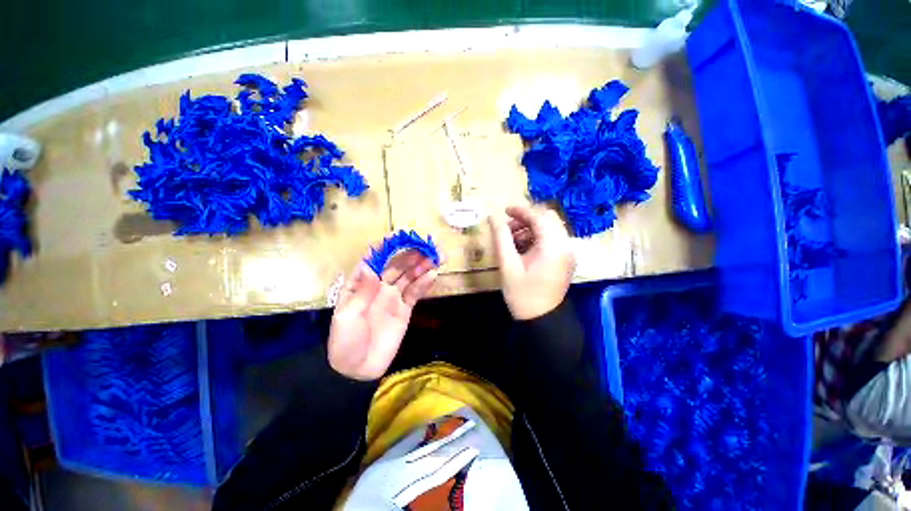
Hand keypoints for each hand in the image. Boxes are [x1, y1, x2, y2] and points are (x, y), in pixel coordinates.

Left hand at [328, 252, 437, 380]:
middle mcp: (379, 286)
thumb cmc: (346, 341)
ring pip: (409, 277)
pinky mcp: (405, 309)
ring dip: (422, 266)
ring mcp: (393, 297)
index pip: (374, 260)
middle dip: (411, 255)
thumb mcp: (347, 317)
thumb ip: (361, 293)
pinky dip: (424, 284)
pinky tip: (433, 275)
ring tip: (436, 257)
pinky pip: (415, 293)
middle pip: (397, 266)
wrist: (358, 369)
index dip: (385, 247)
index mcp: (361, 284)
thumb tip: (370, 268)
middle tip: (428, 247)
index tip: (399, 236)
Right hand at [489, 205, 574, 319]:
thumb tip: (493, 217)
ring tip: (512, 239)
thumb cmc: (522, 294)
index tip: (503, 210)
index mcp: (553, 246)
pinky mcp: (565, 259)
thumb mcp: (508, 265)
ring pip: (551, 227)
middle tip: (507, 226)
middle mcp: (566, 245)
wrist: (541, 320)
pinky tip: (523, 248)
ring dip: (531, 227)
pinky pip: (552, 239)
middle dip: (527, 218)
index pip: (538, 217)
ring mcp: (568, 252)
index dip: (520, 210)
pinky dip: (537, 237)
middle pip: (548, 218)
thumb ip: (501, 238)